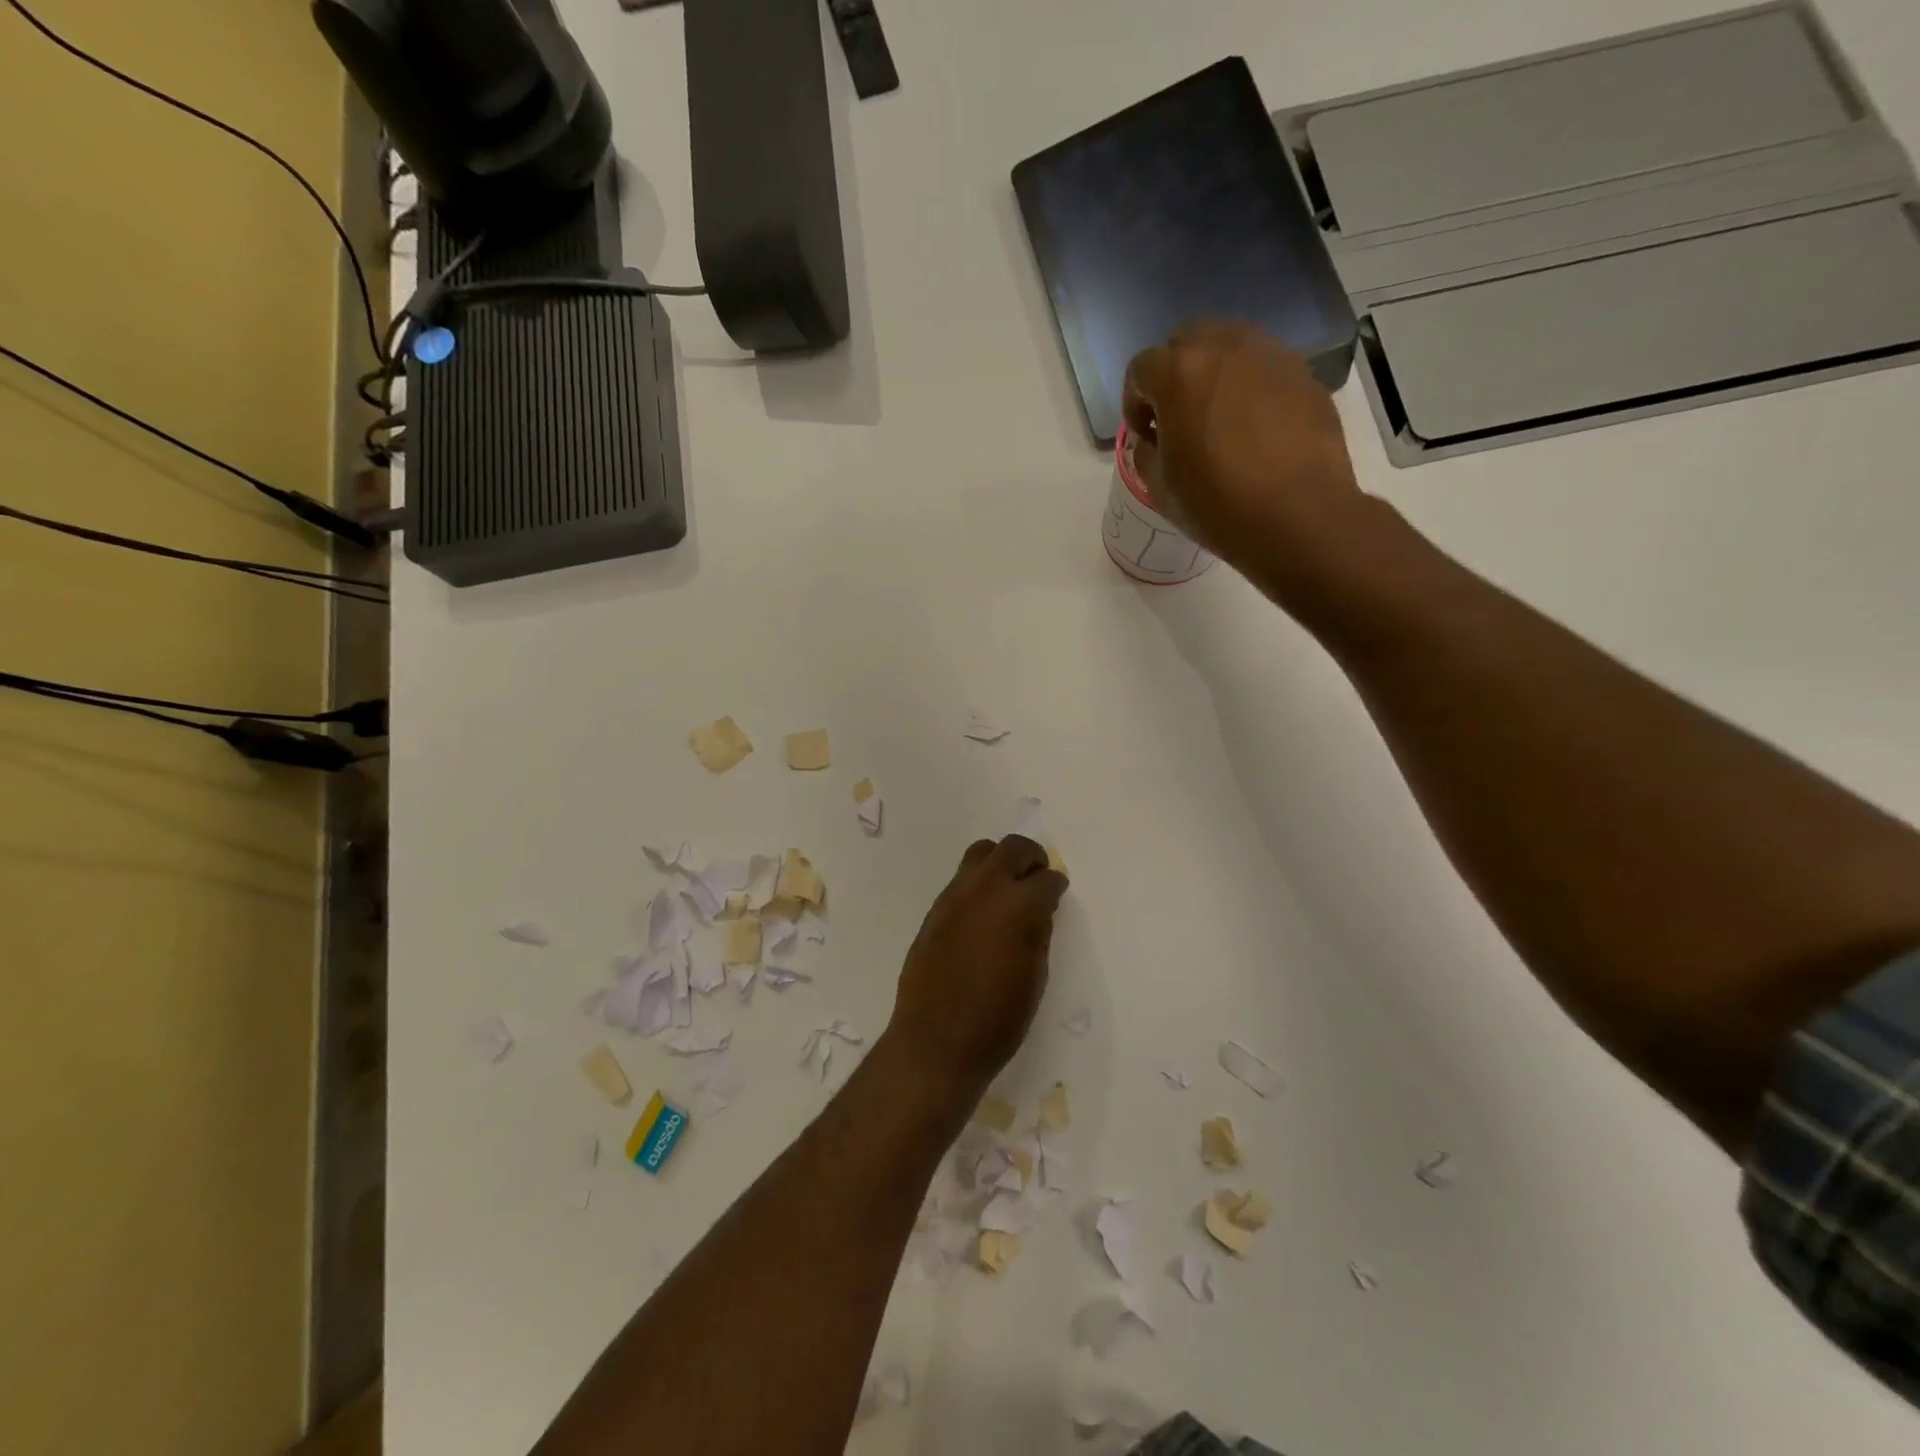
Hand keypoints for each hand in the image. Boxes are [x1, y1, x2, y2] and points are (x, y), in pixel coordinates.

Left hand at [885, 836, 1068, 1096]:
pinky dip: (977, 884)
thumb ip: (1038, 933)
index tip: (1058, 893)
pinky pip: (960, 880)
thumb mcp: (1035, 976)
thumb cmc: (998, 1018)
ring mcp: (955, 895)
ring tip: (1007, 889)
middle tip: (1037, 878)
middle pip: (1012, 848)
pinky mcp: (935, 910)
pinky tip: (982, 913)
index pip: (1046, 878)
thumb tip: (1038, 911)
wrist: (936, 1040)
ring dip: (999, 862)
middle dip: (1030, 858)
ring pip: (980, 853)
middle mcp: (986, 888)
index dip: (1056, 885)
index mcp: (1019, 905)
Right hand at [1122, 321, 1366, 597]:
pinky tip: (1256, 432)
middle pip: (1187, 342)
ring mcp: (1272, 356)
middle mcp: (1226, 348)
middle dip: (1174, 375)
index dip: (1134, 403)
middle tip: (1179, 420)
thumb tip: (1156, 438)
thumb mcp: (1159, 486)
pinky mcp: (1305, 375)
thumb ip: (1147, 450)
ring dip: (1215, 377)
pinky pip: (1265, 371)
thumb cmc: (1217, 504)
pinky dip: (1252, 390)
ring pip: (1230, 349)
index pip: (1141, 369)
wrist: (1298, 517)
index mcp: (1180, 372)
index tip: (1146, 436)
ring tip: (1219, 422)